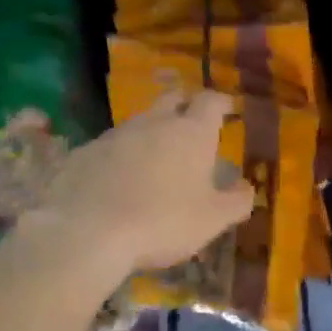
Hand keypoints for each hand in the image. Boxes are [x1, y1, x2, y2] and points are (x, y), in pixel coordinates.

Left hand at [32, 91, 254, 274]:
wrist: (88, 232)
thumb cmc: (163, 222)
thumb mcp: (212, 220)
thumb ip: (236, 201)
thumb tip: (247, 187)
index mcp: (191, 133)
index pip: (211, 101)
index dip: (222, 102)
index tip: (228, 109)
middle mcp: (154, 123)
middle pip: (172, 99)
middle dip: (185, 105)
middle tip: (192, 122)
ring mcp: (115, 135)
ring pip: (140, 122)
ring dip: (151, 133)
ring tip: (156, 158)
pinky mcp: (84, 152)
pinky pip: (110, 147)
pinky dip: (121, 156)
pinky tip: (119, 180)